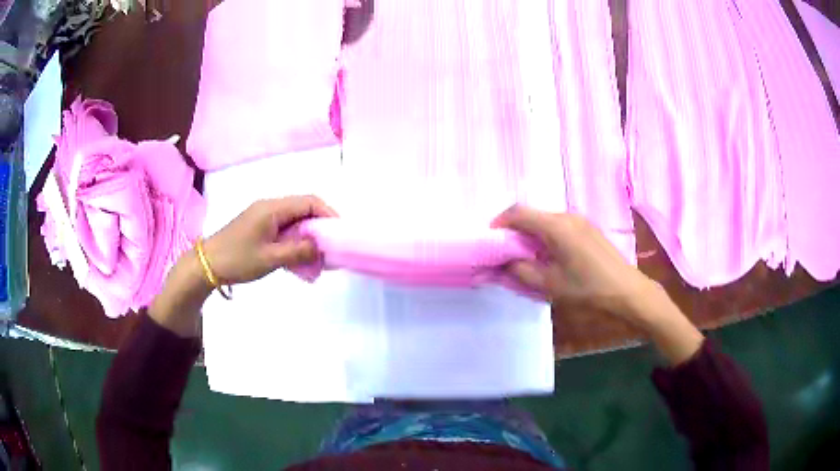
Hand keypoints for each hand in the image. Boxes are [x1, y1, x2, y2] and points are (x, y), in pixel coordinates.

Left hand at [203, 196, 336, 284]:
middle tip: (330, 246)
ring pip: (294, 218)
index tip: (339, 233)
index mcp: (272, 208)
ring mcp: (262, 215)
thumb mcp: (270, 258)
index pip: (309, 201)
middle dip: (320, 225)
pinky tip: (298, 255)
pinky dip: (295, 237)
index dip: (328, 214)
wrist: (207, 265)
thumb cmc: (238, 260)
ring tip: (317, 253)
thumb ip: (299, 251)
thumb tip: (322, 247)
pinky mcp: (258, 225)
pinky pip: (284, 226)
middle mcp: (269, 206)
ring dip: (307, 233)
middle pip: (303, 207)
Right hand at [494, 205, 703, 364]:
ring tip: (525, 255)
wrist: (626, 291)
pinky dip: (545, 235)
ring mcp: (580, 220)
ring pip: (546, 219)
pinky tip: (548, 254)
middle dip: (514, 229)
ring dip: (530, 232)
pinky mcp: (588, 228)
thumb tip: (504, 262)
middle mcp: (567, 216)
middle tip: (504, 250)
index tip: (489, 239)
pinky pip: (559, 225)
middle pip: (532, 214)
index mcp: (556, 226)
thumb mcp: (550, 285)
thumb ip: (521, 271)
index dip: (500, 222)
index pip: (519, 212)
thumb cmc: (587, 289)